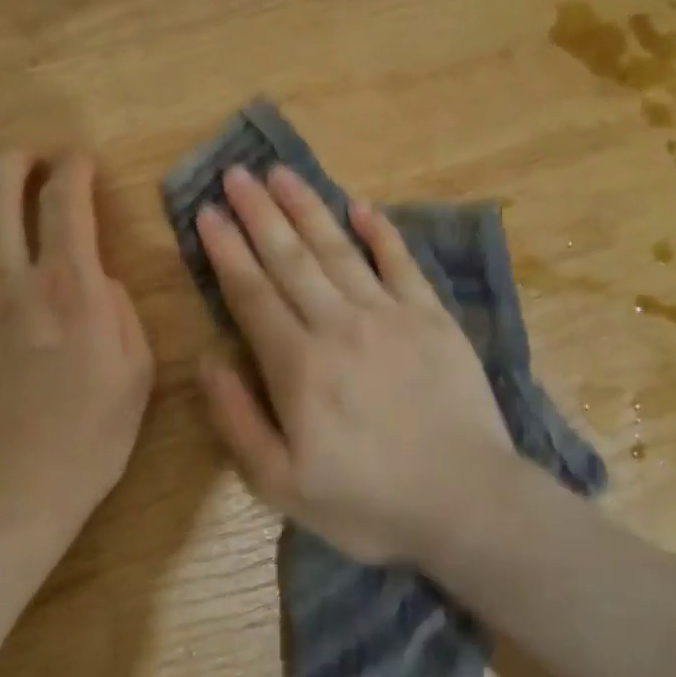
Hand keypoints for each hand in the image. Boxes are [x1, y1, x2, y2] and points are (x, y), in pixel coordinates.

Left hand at [0, 151, 153, 524]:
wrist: (2, 499)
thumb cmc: (84, 438)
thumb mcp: (135, 371)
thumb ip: (119, 309)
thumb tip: (94, 276)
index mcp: (68, 287)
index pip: (65, 200)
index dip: (73, 167)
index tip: (79, 160)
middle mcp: (6, 279)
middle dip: (12, 159)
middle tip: (27, 160)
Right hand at [193, 165, 512, 562]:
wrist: (468, 503)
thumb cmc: (369, 502)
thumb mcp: (282, 486)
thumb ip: (237, 420)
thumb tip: (207, 359)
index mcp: (298, 365)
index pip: (252, 293)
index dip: (226, 250)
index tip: (207, 212)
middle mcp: (338, 324)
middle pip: (289, 258)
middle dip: (258, 213)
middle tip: (236, 174)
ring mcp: (389, 314)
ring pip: (337, 249)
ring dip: (307, 208)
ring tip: (281, 173)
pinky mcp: (431, 316)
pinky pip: (400, 262)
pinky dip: (380, 232)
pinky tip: (360, 206)